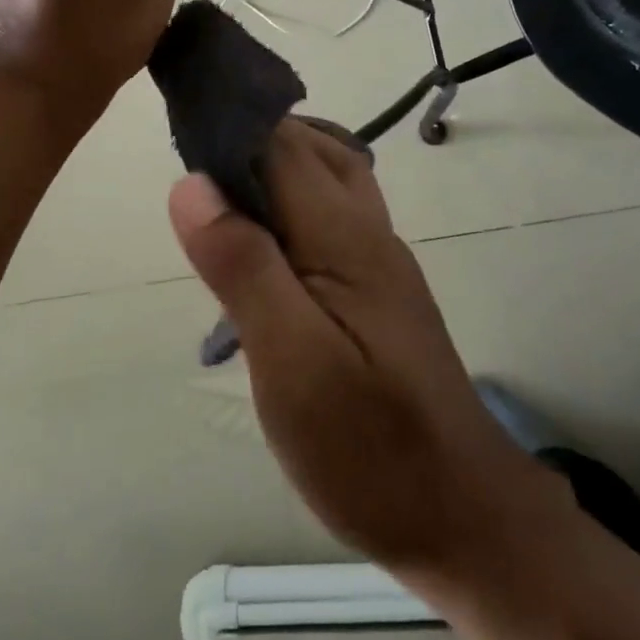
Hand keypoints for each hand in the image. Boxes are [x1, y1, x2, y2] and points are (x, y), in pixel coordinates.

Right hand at [168, 120, 561, 576]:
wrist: (462, 516)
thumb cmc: (371, 449)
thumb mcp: (292, 364)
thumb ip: (243, 268)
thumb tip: (192, 184)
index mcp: (344, 235)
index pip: (281, 143)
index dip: (229, 124)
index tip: (177, 126)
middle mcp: (367, 230)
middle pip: (309, 148)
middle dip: (249, 139)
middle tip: (189, 172)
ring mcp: (378, 259)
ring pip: (325, 178)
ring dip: (271, 169)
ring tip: (217, 204)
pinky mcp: (376, 290)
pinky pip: (329, 217)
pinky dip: (289, 206)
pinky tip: (260, 248)